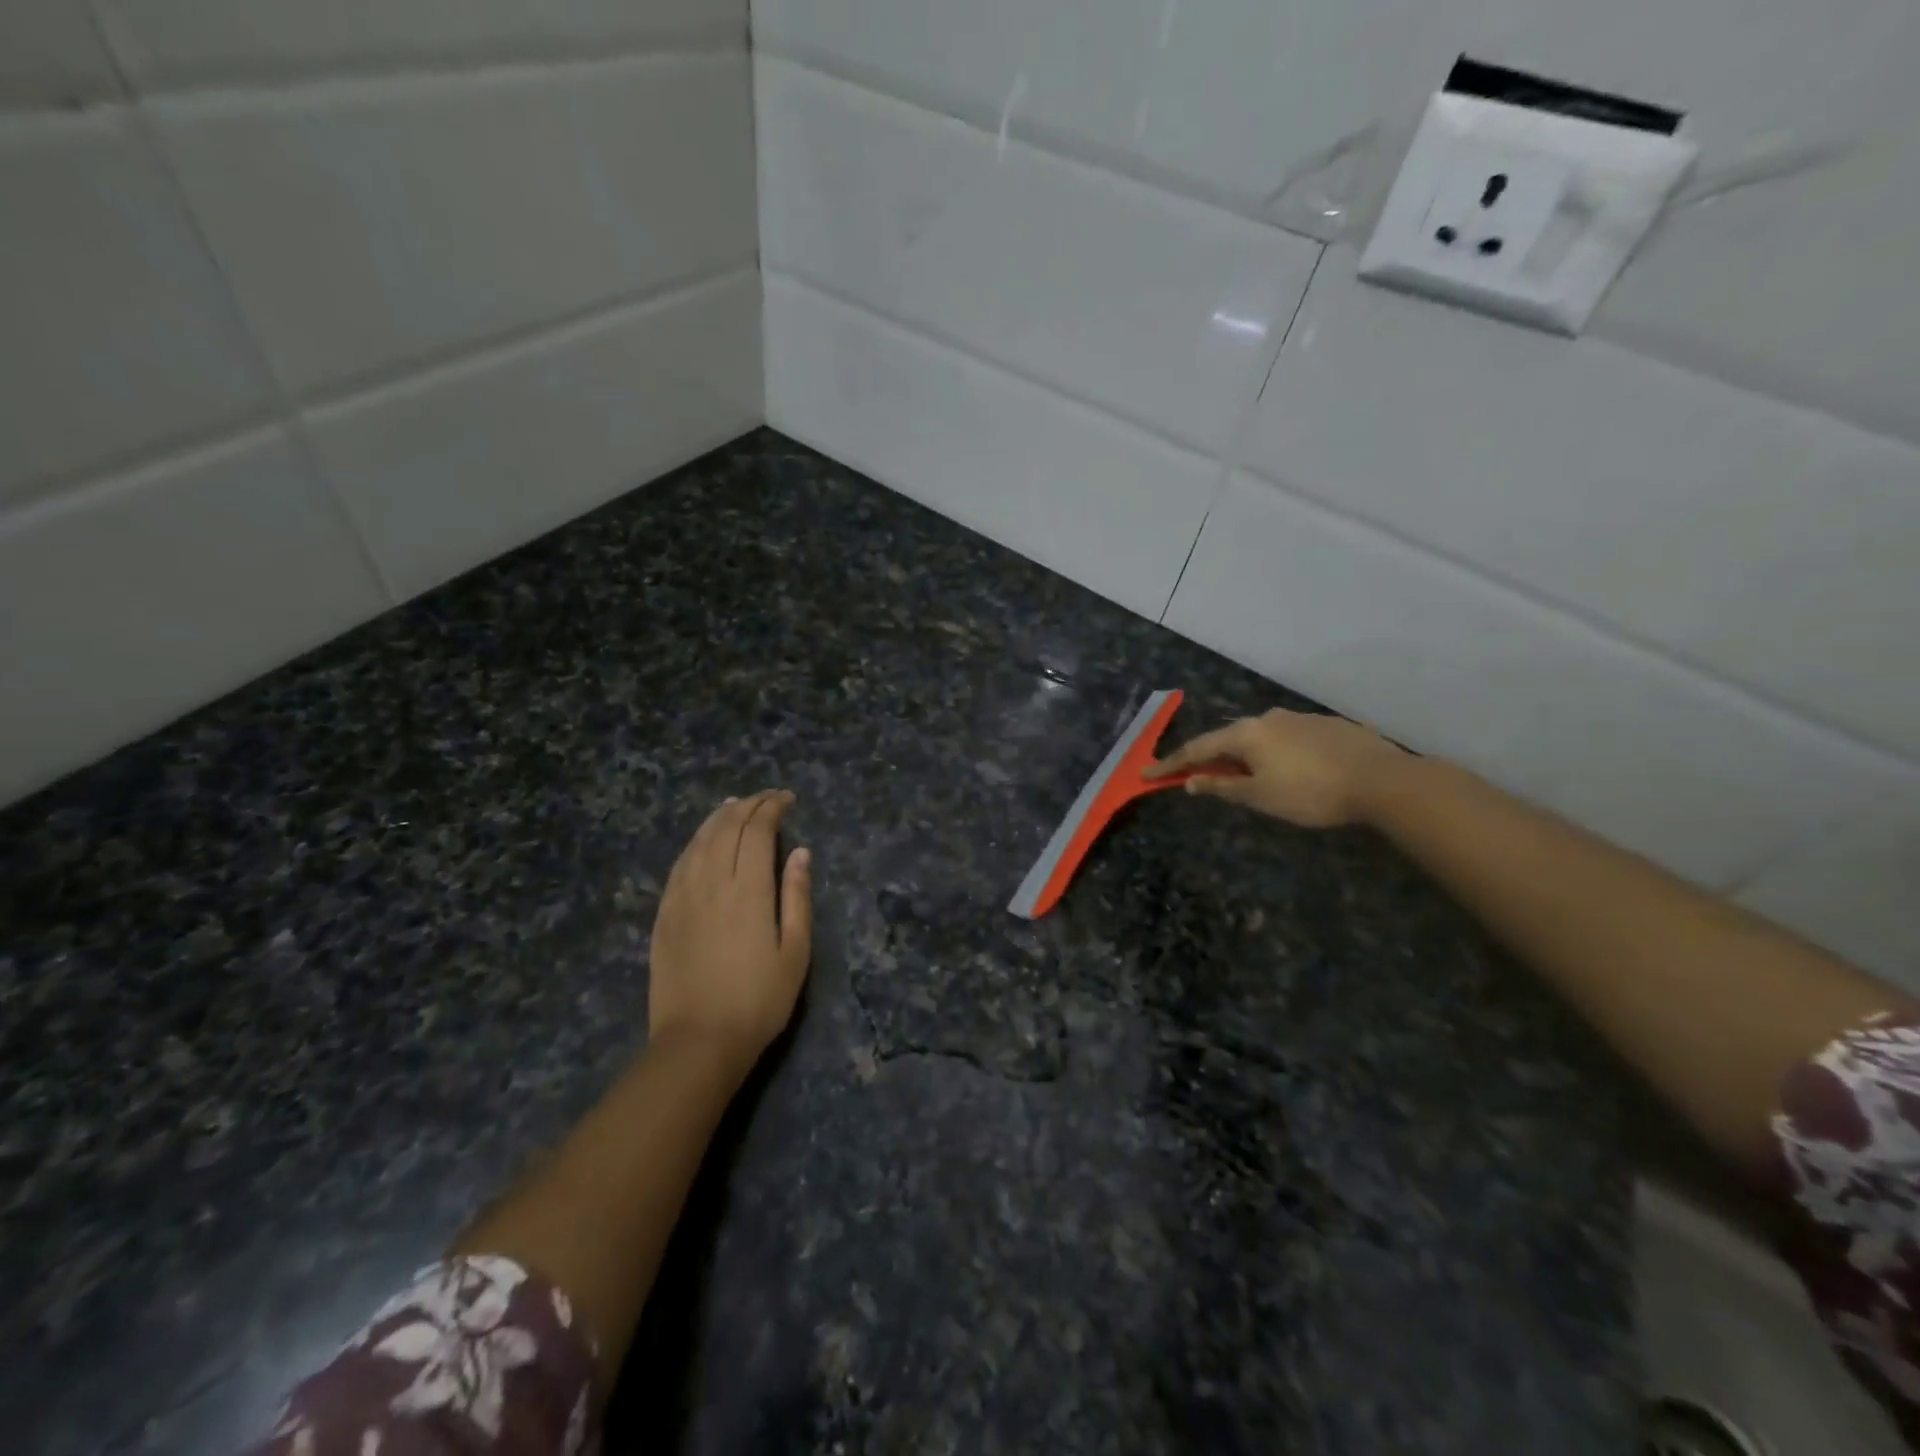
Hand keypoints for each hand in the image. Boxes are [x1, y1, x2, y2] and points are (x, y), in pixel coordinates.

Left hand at [647, 790, 813, 1072]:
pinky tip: (702, 840)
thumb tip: (800, 852)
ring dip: (719, 817)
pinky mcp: (664, 914)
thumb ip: (797, 897)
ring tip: (735, 805)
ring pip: (699, 841)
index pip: (757, 831)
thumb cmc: (759, 1000)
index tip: (787, 799)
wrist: (698, 1042)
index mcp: (748, 890)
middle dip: (748, 805)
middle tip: (766, 798)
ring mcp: (682, 897)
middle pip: (726, 828)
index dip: (772, 808)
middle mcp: (711, 882)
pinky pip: (679, 864)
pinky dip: (695, 842)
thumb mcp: (795, 952)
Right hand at [1146, 709, 1407, 827]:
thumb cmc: (1310, 792)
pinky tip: (1290, 770)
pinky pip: (1288, 739)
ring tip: (1247, 776)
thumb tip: (1190, 781)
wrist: (1382, 780)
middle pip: (1229, 739)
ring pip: (1261, 737)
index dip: (1171, 763)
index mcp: (1247, 734)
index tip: (1147, 773)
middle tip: (1197, 777)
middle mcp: (1268, 718)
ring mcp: (1299, 718)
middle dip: (1210, 758)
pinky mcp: (1327, 725)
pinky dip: (1276, 753)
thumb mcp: (1260, 797)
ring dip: (1246, 755)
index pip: (1198, 749)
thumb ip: (1222, 788)